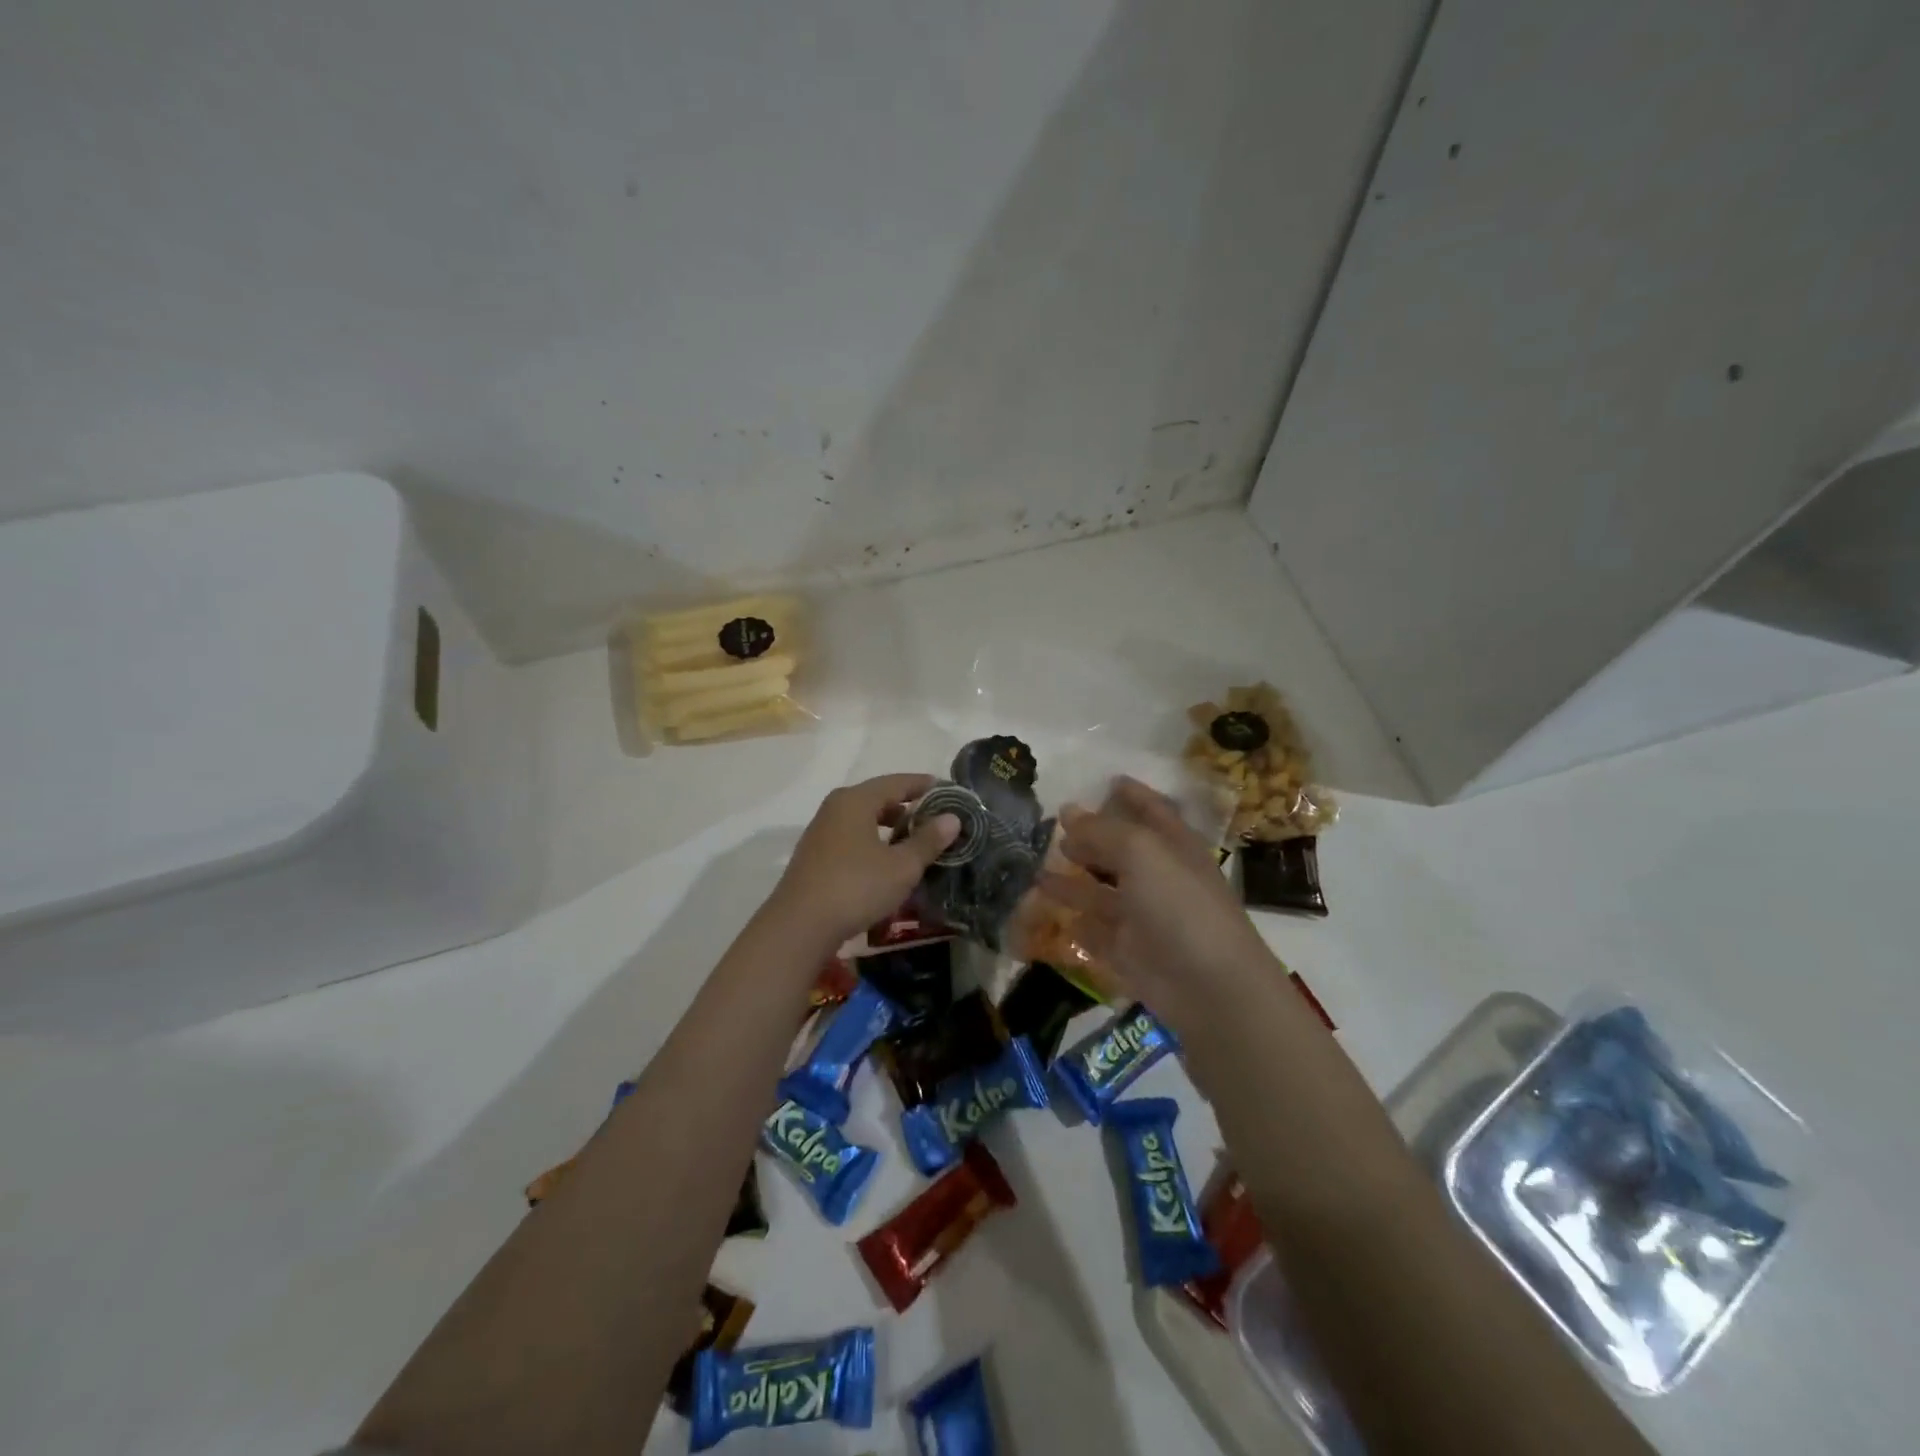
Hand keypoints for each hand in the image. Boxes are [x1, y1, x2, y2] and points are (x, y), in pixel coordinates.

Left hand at [766, 774, 959, 947]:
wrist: (799, 926)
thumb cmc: (856, 887)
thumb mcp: (901, 866)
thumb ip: (927, 840)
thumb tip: (952, 818)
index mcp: (856, 800)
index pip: (897, 782)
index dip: (925, 786)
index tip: (949, 792)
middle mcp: (835, 808)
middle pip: (878, 798)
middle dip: (908, 807)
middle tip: (936, 820)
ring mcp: (822, 832)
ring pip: (864, 819)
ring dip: (890, 827)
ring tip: (915, 842)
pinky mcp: (816, 856)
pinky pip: (852, 837)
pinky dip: (873, 842)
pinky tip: (887, 863)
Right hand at [1038, 777, 1276, 1029]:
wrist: (1209, 987)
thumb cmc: (1180, 905)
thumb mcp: (1141, 852)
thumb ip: (1102, 831)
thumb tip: (1068, 812)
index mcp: (1174, 847)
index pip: (1153, 811)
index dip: (1133, 795)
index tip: (1109, 780)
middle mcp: (1160, 879)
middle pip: (1122, 852)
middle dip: (1091, 839)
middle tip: (1054, 828)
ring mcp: (1145, 918)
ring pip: (1102, 894)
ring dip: (1072, 881)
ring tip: (1037, 869)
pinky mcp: (1130, 953)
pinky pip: (1096, 933)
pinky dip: (1076, 922)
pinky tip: (1053, 914)